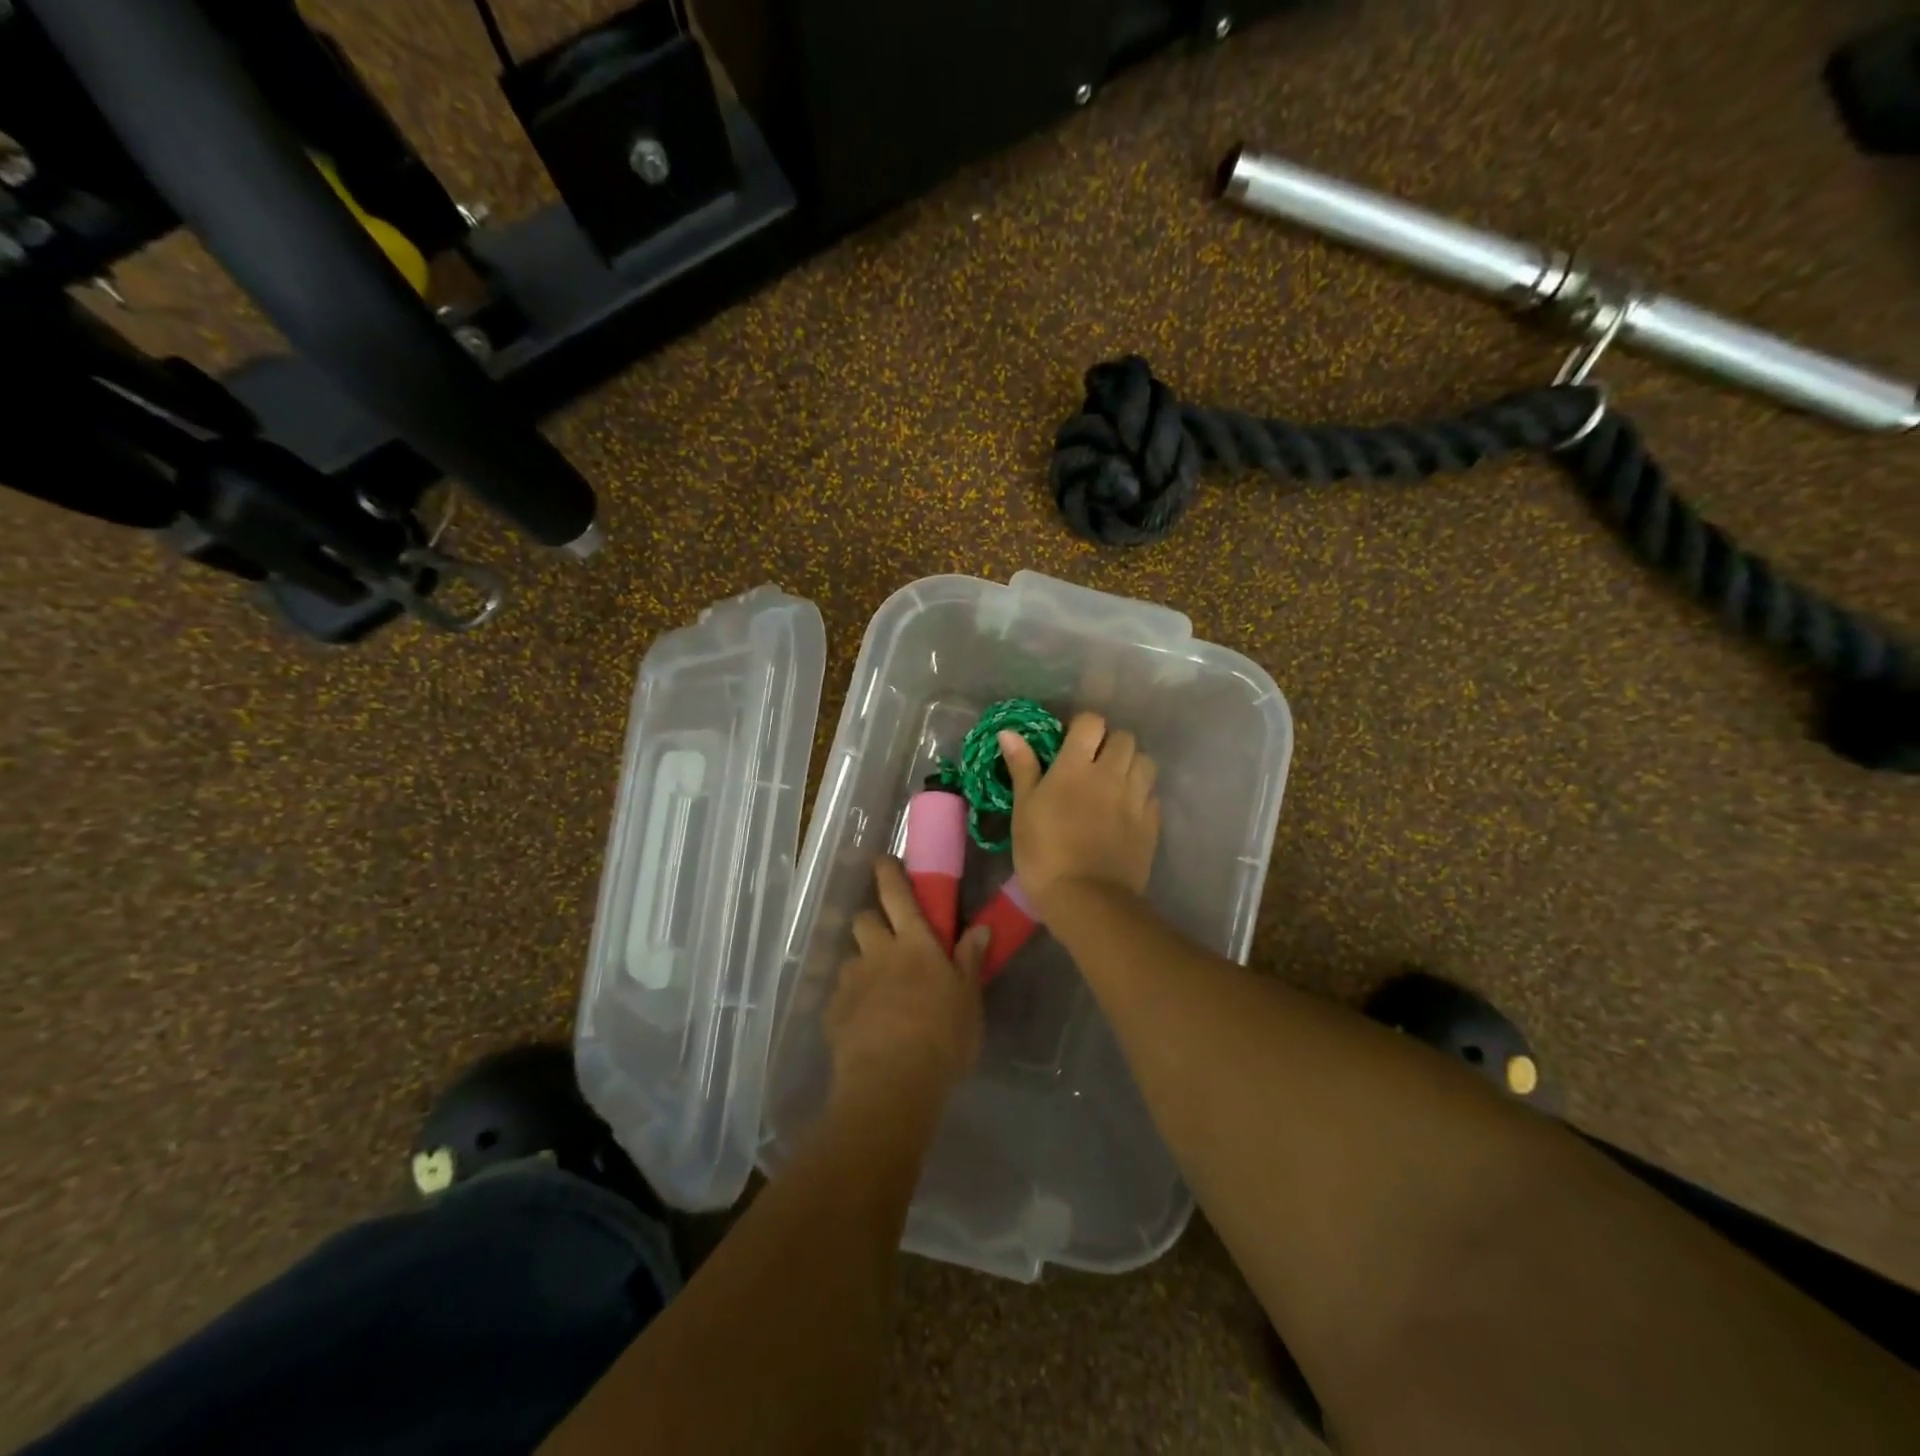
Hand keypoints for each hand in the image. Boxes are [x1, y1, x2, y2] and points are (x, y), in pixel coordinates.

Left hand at [824, 858, 987, 1110]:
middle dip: (871, 920)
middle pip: (864, 919)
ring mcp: (852, 982)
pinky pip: (840, 995)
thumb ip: (969, 961)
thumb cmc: (942, 1037)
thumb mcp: (968, 1000)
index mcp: (914, 944)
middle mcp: (878, 953)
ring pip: (851, 958)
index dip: (889, 873)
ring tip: (876, 990)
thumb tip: (980, 927)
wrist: (891, 1084)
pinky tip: (863, 1024)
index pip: (897, 895)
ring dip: (862, 965)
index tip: (883, 860)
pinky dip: (851, 1001)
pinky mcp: (834, 1013)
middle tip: (886, 937)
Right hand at [999, 712, 1160, 917]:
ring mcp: (1136, 798)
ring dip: (1131, 764)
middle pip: (1124, 737)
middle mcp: (1111, 774)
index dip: (1082, 726)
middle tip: (1092, 763)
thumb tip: (1009, 731)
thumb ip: (1022, 767)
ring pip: (1145, 762)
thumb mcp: (1023, 810)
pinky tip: (1127, 810)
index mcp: (1076, 766)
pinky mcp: (1151, 824)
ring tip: (1114, 782)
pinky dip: (1142, 794)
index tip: (1070, 742)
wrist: (1086, 900)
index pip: (1092, 722)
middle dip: (1110, 743)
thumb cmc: (1043, 854)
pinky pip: (1153, 794)